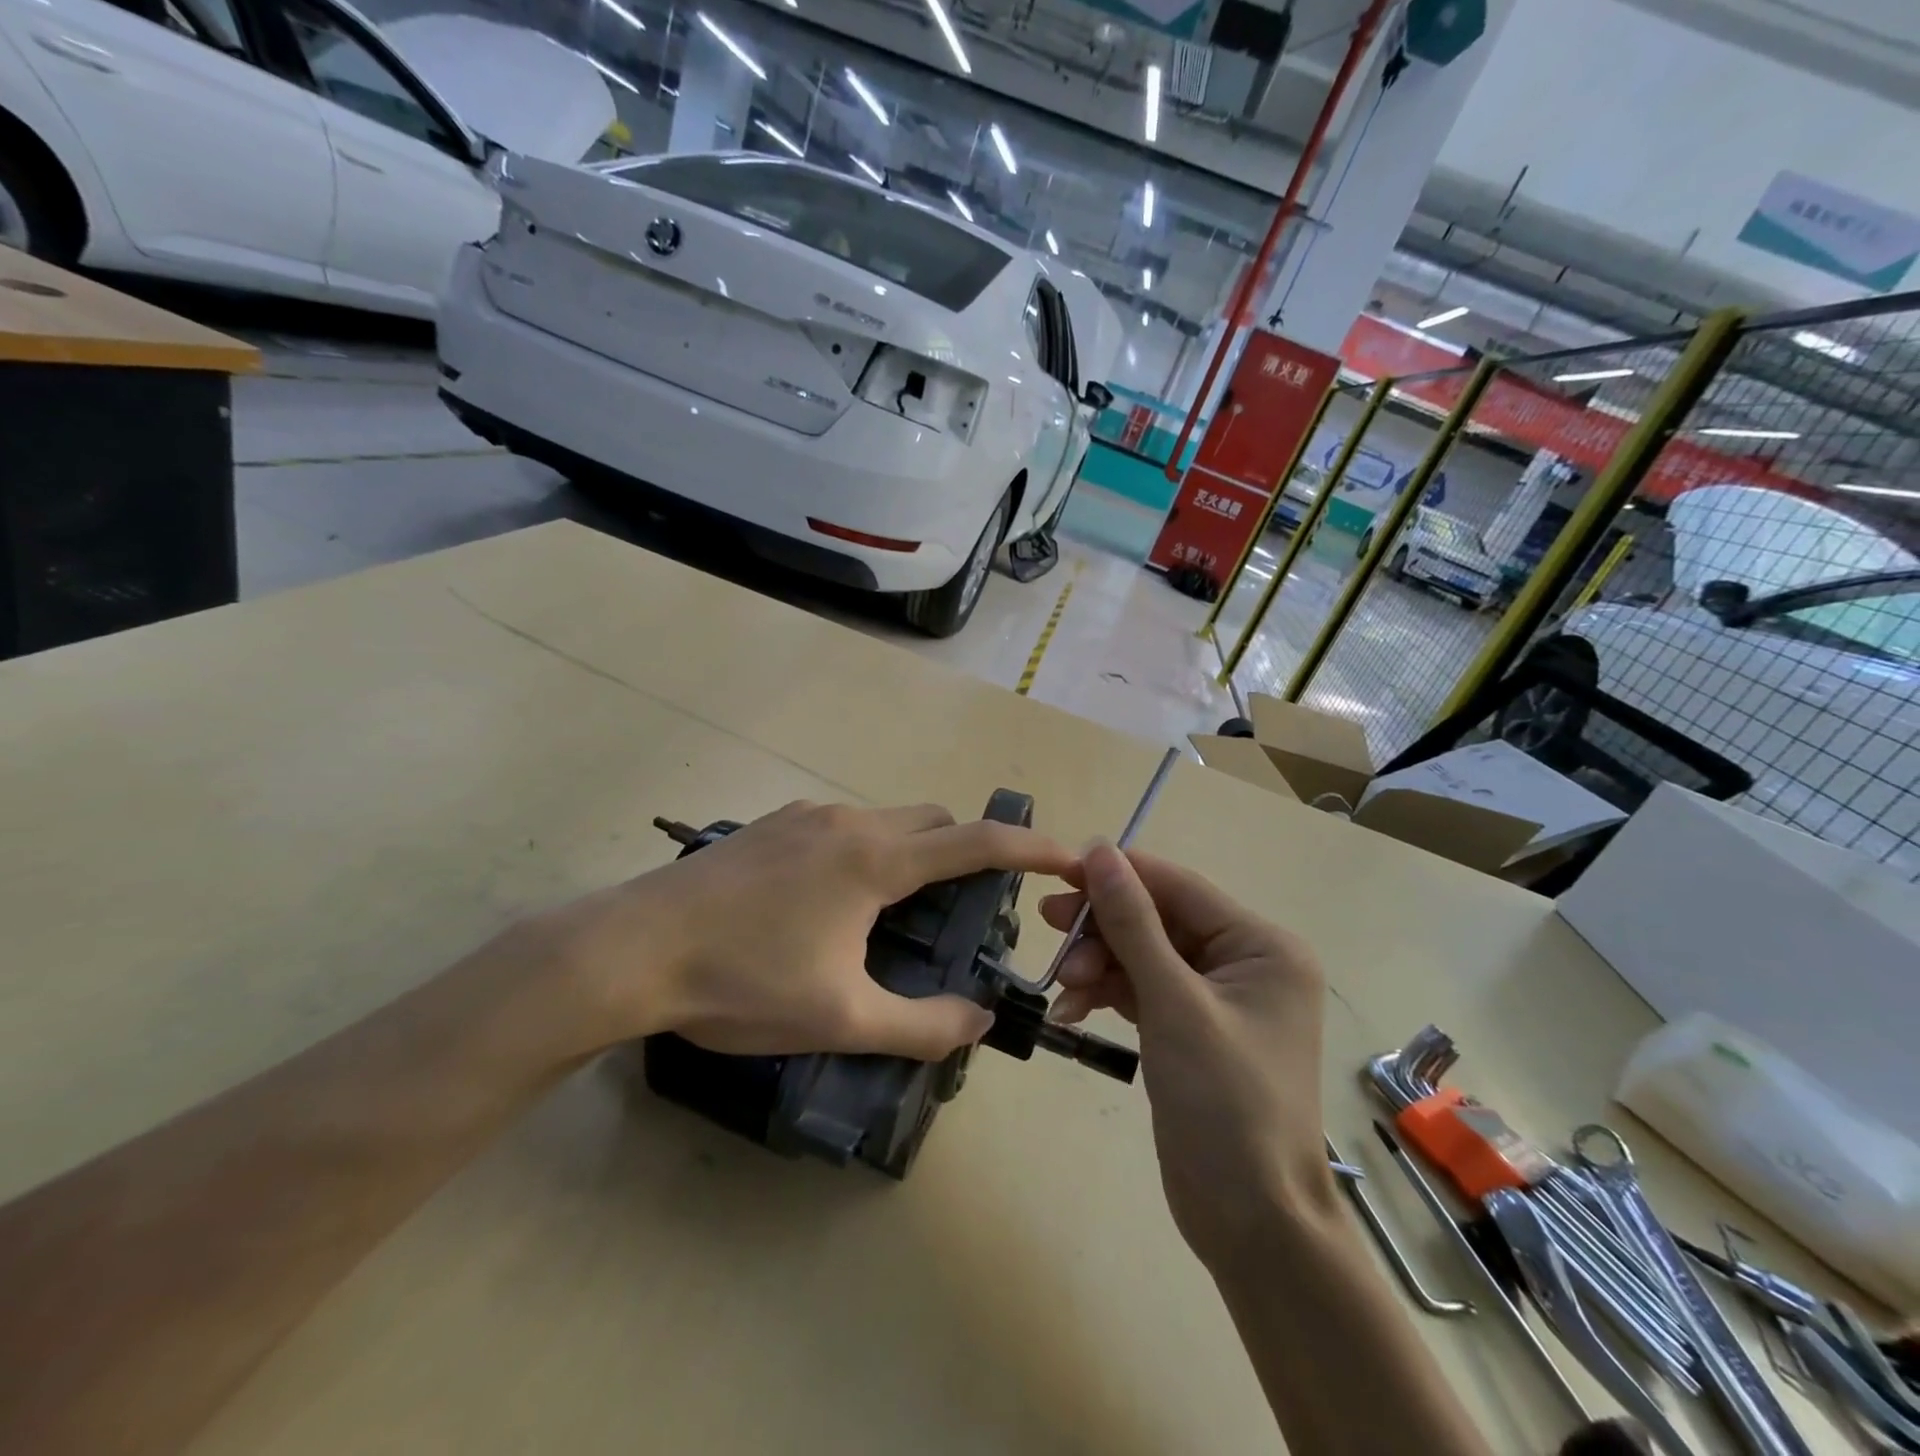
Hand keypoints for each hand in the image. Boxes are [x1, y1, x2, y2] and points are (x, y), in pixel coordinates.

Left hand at [541, 801, 1072, 1060]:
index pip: (975, 842)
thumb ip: (922, 1024)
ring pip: (886, 822)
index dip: (1029, 847)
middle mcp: (847, 821)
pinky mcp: (771, 825)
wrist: (630, 950)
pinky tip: (833, 905)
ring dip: (912, 855)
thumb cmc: (741, 983)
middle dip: (965, 854)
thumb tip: (980, 1019)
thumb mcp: (842, 1018)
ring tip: (898, 917)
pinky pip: (843, 828)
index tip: (1068, 855)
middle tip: (966, 912)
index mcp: (875, 859)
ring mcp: (804, 816)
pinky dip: (868, 852)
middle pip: (934, 822)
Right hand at [1040, 844, 1329, 1267]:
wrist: (1252, 1222)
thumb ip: (1133, 922)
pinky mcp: (1191, 1029)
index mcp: (1261, 945)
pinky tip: (1071, 1009)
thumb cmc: (1224, 1103)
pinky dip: (1108, 995)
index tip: (1059, 870)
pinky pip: (1144, 991)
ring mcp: (1217, 998)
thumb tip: (1099, 850)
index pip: (1178, 887)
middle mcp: (1245, 962)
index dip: (1118, 874)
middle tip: (1048, 922)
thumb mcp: (1173, 1003)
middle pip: (1159, 920)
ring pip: (1145, 955)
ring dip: (1100, 964)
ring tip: (1062, 982)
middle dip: (1104, 926)